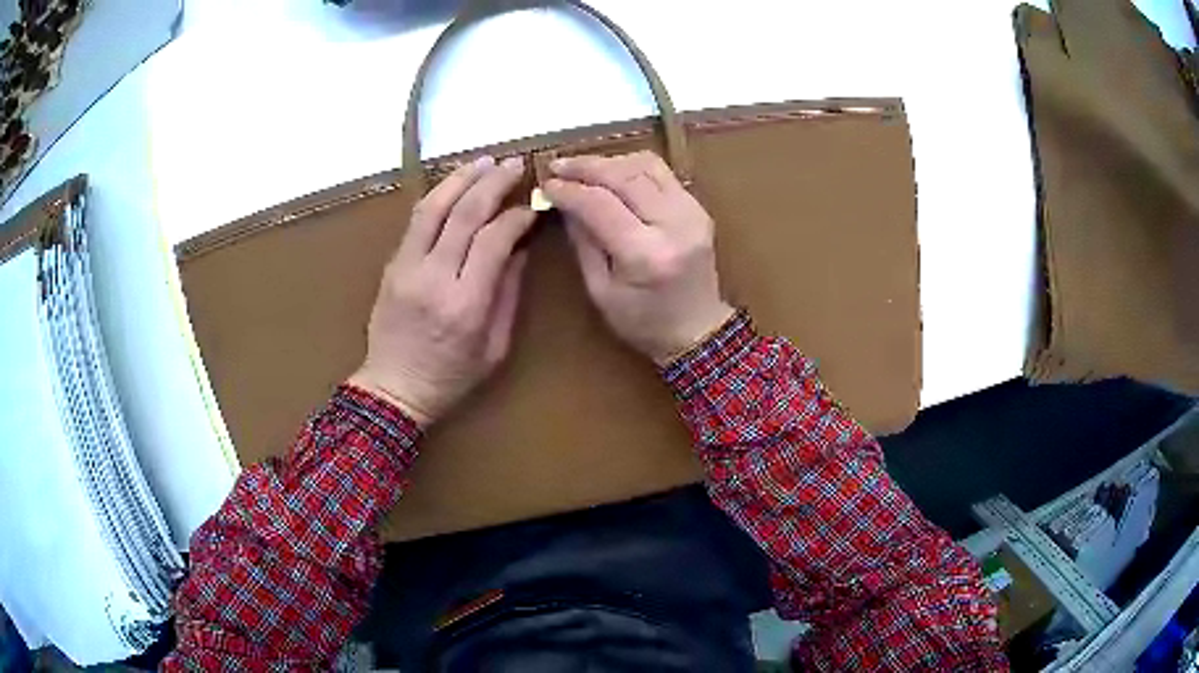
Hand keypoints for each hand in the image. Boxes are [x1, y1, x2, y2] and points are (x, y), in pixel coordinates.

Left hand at [348, 155, 535, 426]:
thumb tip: (518, 248)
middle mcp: (434, 278)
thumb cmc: (451, 377)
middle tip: (514, 164)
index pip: (494, 240)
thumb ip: (508, 294)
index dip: (517, 217)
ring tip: (484, 161)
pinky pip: (415, 221)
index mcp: (465, 304)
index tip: (532, 206)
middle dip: (493, 183)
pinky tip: (455, 184)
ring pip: (433, 208)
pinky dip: (438, 196)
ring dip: (461, 179)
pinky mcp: (392, 265)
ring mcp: (406, 268)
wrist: (393, 389)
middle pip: (465, 214)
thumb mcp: (494, 347)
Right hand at [543, 151, 733, 364]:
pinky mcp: (698, 207)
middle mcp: (674, 225)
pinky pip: (662, 173)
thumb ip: (583, 242)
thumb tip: (564, 202)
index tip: (546, 185)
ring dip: (609, 162)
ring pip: (646, 166)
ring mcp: (692, 212)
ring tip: (582, 169)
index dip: (569, 190)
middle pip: (624, 176)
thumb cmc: (643, 322)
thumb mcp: (600, 291)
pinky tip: (611, 175)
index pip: (600, 205)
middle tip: (557, 166)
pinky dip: (632, 167)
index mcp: (646, 255)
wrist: (697, 329)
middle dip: (586, 167)